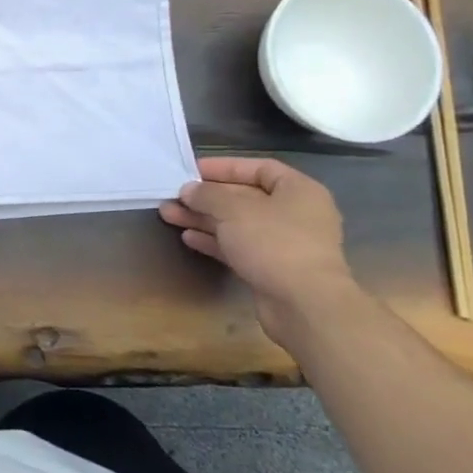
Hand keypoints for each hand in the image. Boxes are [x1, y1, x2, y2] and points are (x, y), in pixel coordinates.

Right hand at [159, 157, 366, 348]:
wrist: (304, 305)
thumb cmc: (273, 242)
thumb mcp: (233, 209)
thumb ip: (207, 195)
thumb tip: (189, 190)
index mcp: (298, 191)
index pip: (258, 168)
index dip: (224, 167)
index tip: (192, 170)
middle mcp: (295, 214)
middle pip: (244, 197)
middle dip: (206, 197)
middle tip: (173, 195)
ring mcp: (284, 244)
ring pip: (237, 224)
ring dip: (204, 218)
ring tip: (169, 214)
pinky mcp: (272, 269)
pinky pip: (239, 247)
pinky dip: (215, 241)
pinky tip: (188, 238)